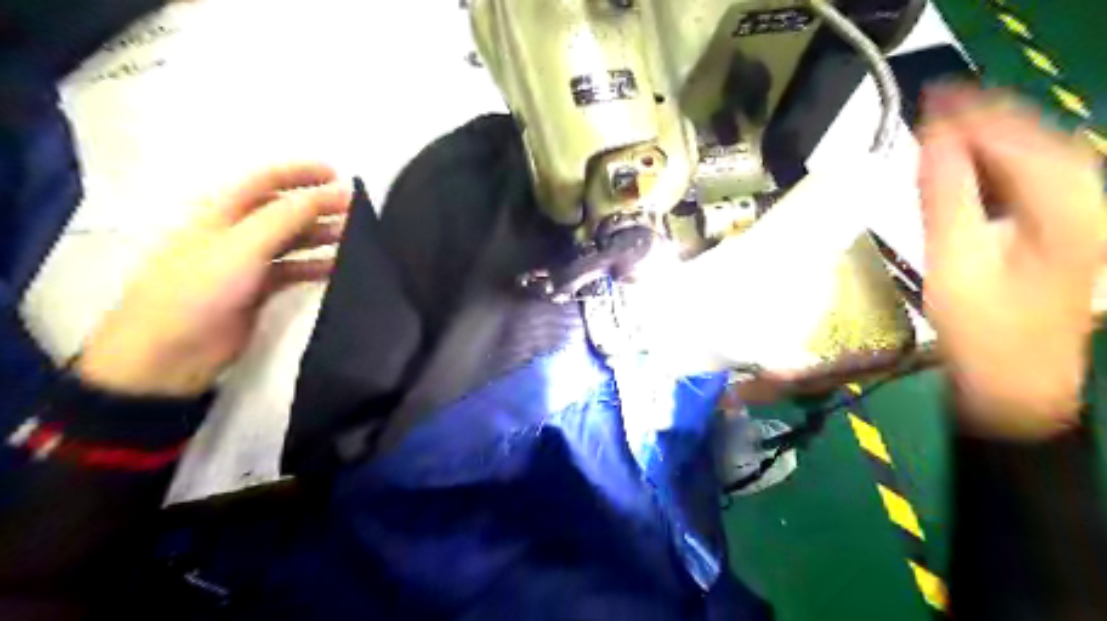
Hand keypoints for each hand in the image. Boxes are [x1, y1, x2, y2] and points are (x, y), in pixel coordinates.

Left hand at [79, 166, 351, 396]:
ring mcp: (247, 263)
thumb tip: (332, 192)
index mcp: (222, 212)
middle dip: (319, 207)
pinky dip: (315, 266)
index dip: (301, 173)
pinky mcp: (258, 290)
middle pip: (284, 210)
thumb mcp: (243, 245)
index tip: (340, 176)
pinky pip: (294, 270)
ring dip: (321, 236)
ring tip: (354, 238)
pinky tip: (338, 268)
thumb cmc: (201, 289)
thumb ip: (288, 216)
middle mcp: (236, 232)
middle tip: (357, 212)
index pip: (266, 180)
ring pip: (292, 241)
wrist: (171, 352)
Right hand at [918, 85, 1106, 439]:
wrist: (1015, 383)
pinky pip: (1038, 181)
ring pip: (1043, 157)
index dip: (974, 115)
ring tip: (947, 129)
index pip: (1020, 141)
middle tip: (935, 108)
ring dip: (994, 139)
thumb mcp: (954, 263)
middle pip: (1040, 140)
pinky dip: (1002, 165)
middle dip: (986, 119)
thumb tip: (932, 141)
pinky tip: (971, 166)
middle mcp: (1091, 204)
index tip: (931, 98)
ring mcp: (1086, 218)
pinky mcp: (1071, 231)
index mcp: (1070, 211)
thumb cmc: (981, 331)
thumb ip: (945, 197)